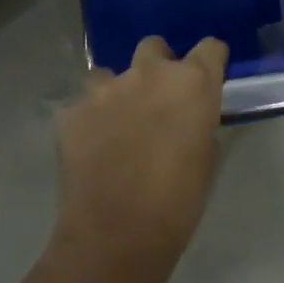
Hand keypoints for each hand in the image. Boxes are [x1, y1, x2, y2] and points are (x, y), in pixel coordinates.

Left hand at [55, 35, 228, 264]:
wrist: (115, 235)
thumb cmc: (176, 203)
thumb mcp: (205, 160)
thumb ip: (198, 124)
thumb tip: (188, 118)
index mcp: (192, 83)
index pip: (210, 48)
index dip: (210, 61)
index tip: (208, 76)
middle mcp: (149, 73)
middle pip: (155, 47)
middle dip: (158, 66)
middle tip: (157, 99)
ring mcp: (106, 88)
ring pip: (111, 73)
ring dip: (117, 90)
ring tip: (116, 122)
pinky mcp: (73, 109)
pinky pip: (83, 104)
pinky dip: (89, 119)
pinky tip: (91, 147)